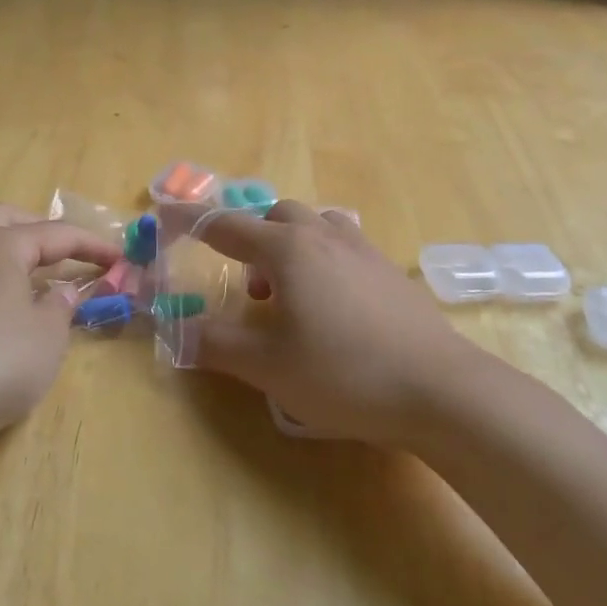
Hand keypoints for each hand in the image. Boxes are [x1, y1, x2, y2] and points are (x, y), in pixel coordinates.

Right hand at [193, 201, 481, 444]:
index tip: (167, 216)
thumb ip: (215, 344)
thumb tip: (178, 330)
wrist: (439, 389)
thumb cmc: (343, 373)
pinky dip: (324, 260)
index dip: (191, 222)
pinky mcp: (390, 271)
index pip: (225, 226)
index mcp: (286, 249)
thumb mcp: (267, 367)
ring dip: (291, 246)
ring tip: (291, 294)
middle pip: (275, 216)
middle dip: (251, 239)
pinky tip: (334, 308)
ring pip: (315, 225)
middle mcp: (323, 236)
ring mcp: (363, 250)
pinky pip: (344, 246)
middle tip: (250, 288)